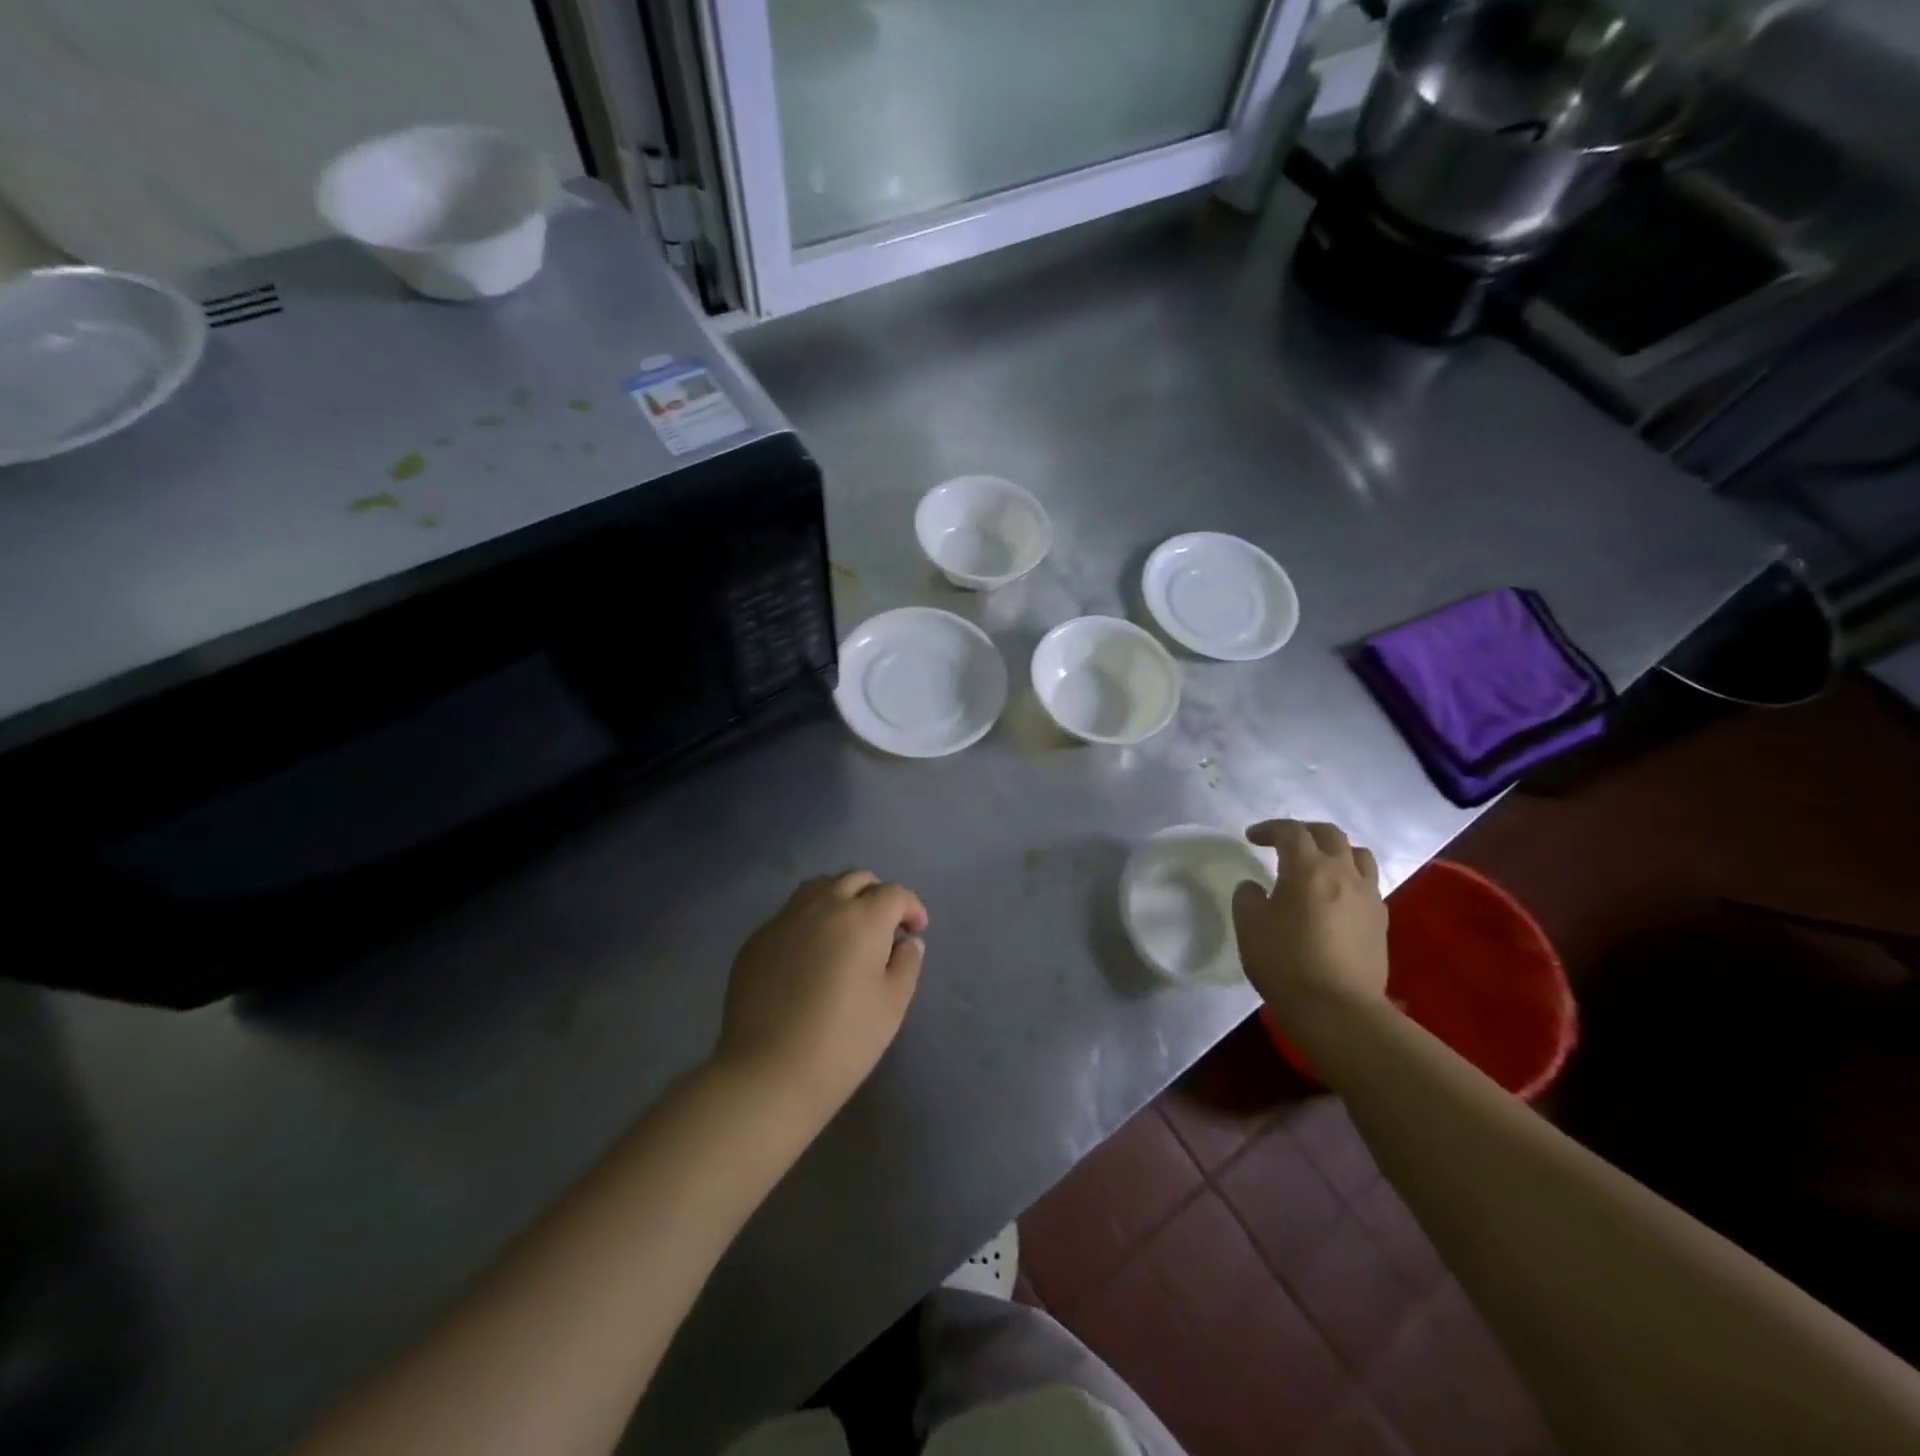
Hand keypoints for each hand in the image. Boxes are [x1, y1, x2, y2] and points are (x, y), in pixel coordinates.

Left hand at [716, 871, 927, 1120]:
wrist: (768, 1074)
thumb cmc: (843, 1042)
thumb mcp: (892, 1006)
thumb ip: (906, 964)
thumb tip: (906, 941)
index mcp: (862, 919)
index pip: (894, 893)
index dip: (911, 907)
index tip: (915, 930)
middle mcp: (822, 906)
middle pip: (855, 879)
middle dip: (877, 895)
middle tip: (884, 927)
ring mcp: (784, 919)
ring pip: (819, 888)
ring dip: (841, 898)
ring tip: (846, 930)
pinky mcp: (756, 940)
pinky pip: (790, 913)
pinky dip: (809, 920)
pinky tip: (810, 953)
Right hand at [1232, 820, 1388, 1013]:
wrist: (1338, 1010)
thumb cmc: (1286, 962)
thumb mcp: (1249, 926)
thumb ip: (1248, 897)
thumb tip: (1255, 887)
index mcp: (1308, 868)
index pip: (1291, 831)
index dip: (1269, 829)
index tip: (1252, 838)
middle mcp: (1343, 874)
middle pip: (1330, 834)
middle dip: (1304, 831)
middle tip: (1283, 843)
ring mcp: (1368, 898)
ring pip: (1358, 855)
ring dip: (1335, 851)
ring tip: (1317, 866)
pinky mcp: (1381, 922)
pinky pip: (1367, 885)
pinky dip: (1349, 879)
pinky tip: (1334, 899)